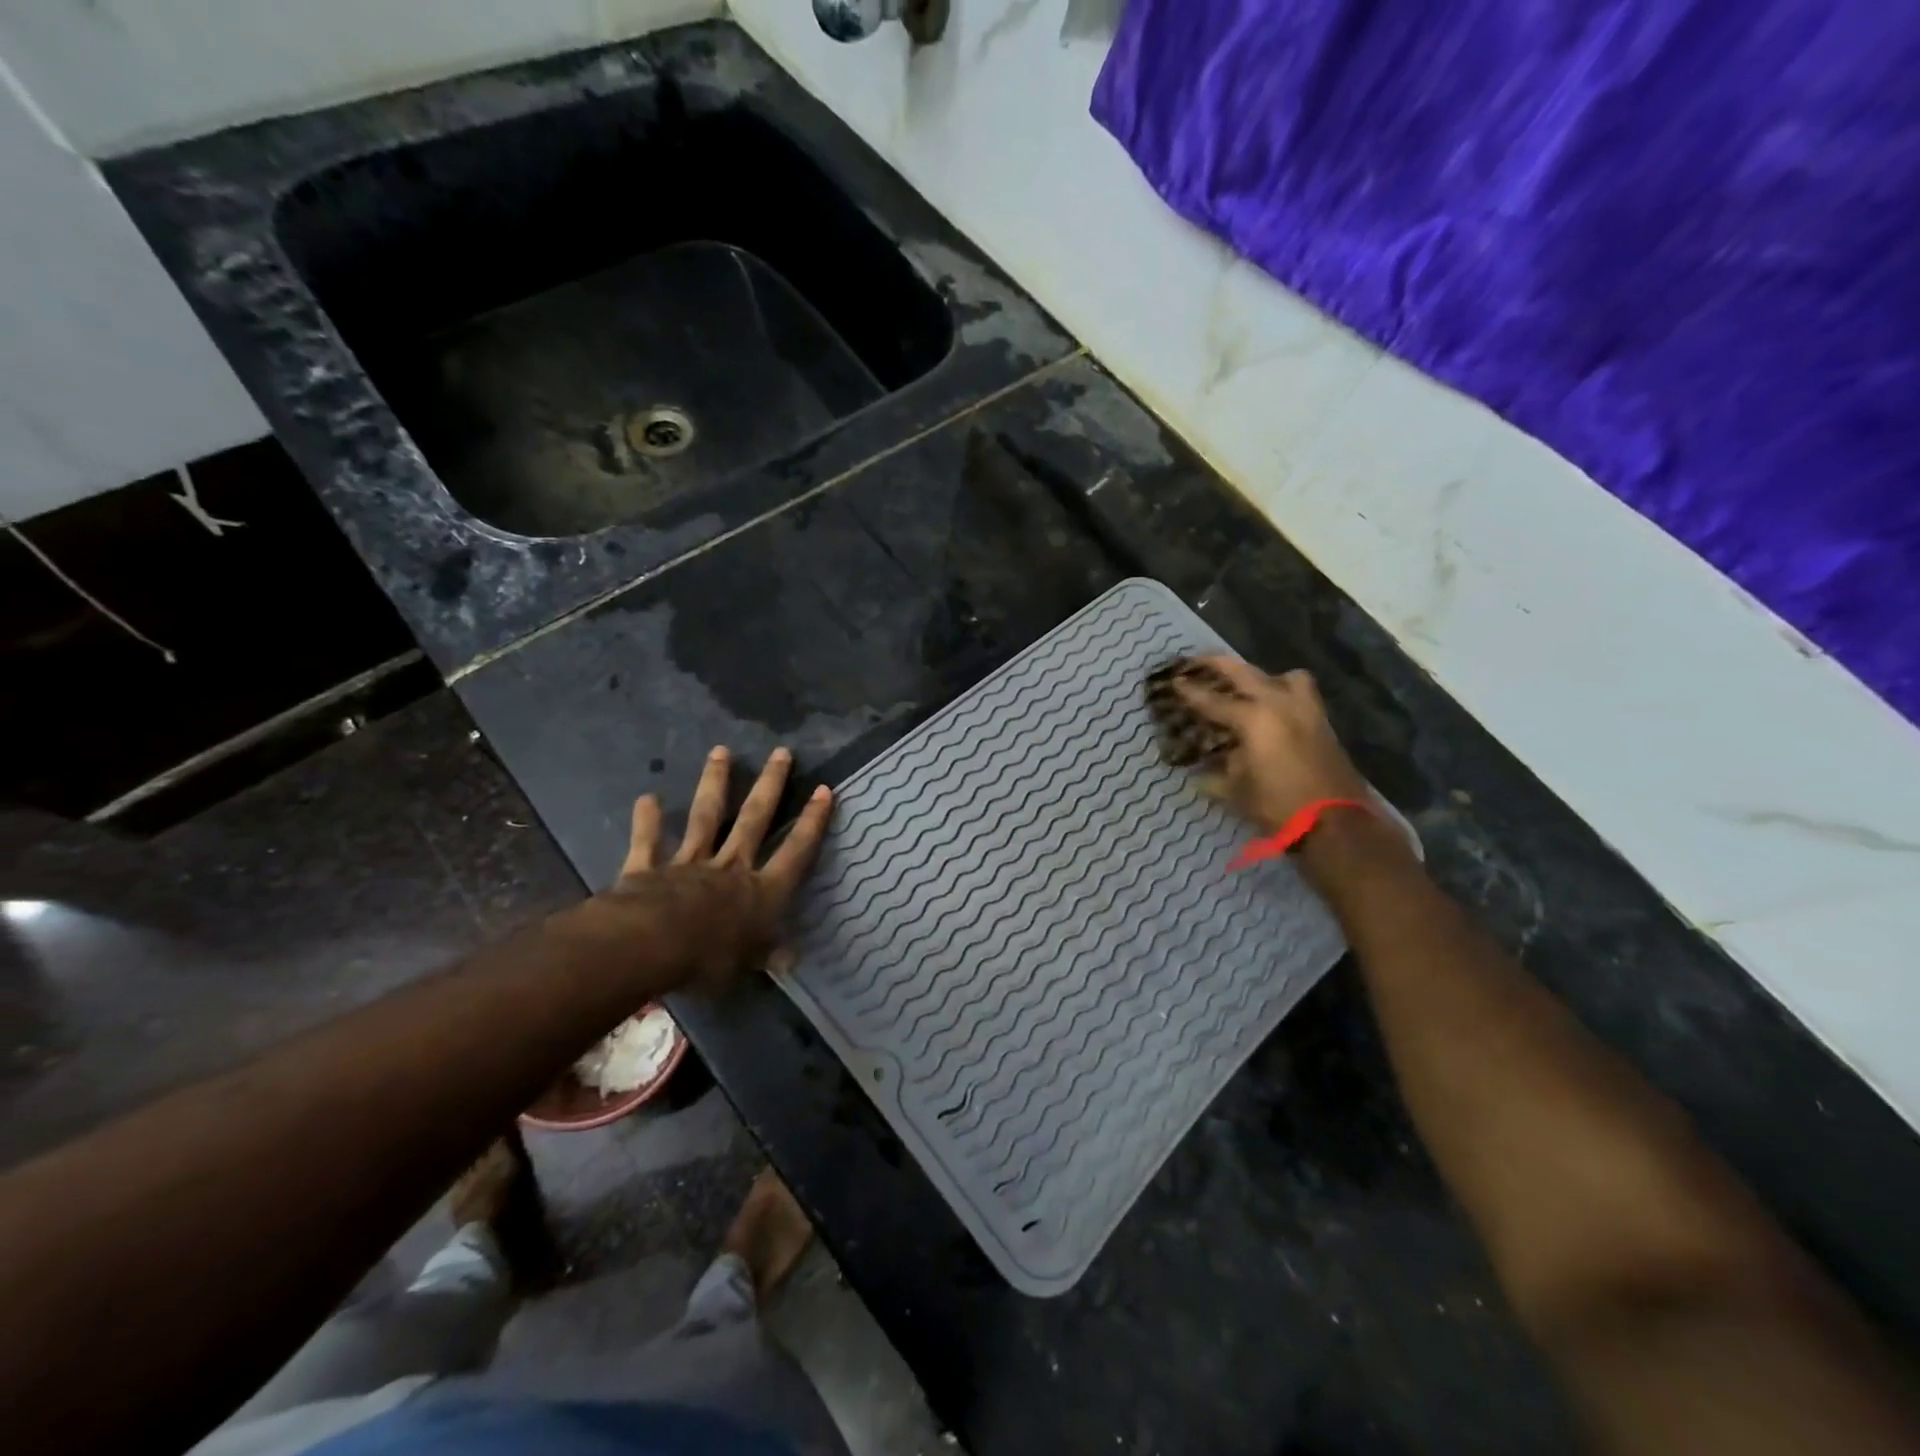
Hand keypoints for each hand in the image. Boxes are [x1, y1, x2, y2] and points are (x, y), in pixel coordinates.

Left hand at [601, 746, 833, 994]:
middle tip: (781, 752)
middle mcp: (730, 868)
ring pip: (706, 818)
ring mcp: (689, 863)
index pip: (795, 852)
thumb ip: (767, 956)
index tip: (824, 790)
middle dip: (770, 785)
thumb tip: (791, 959)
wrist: (653, 945)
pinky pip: (649, 843)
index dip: (812, 822)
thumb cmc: (709, 958)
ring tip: (721, 751)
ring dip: (715, 784)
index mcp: (760, 892)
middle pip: (754, 820)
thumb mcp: (747, 965)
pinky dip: (647, 821)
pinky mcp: (649, 869)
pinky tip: (647, 798)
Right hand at [1173, 658, 1370, 832]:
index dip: (1191, 691)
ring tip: (1251, 689)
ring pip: (1284, 677)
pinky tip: (1273, 713)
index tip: (1175, 681)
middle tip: (1200, 660)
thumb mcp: (1236, 791)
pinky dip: (1284, 694)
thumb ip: (1217, 773)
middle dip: (1219, 664)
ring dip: (1263, 677)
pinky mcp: (1323, 723)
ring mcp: (1306, 710)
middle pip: (1245, 673)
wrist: (1335, 822)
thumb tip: (1203, 771)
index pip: (1213, 701)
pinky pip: (1301, 694)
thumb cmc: (1277, 805)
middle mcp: (1279, 704)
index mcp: (1253, 719)